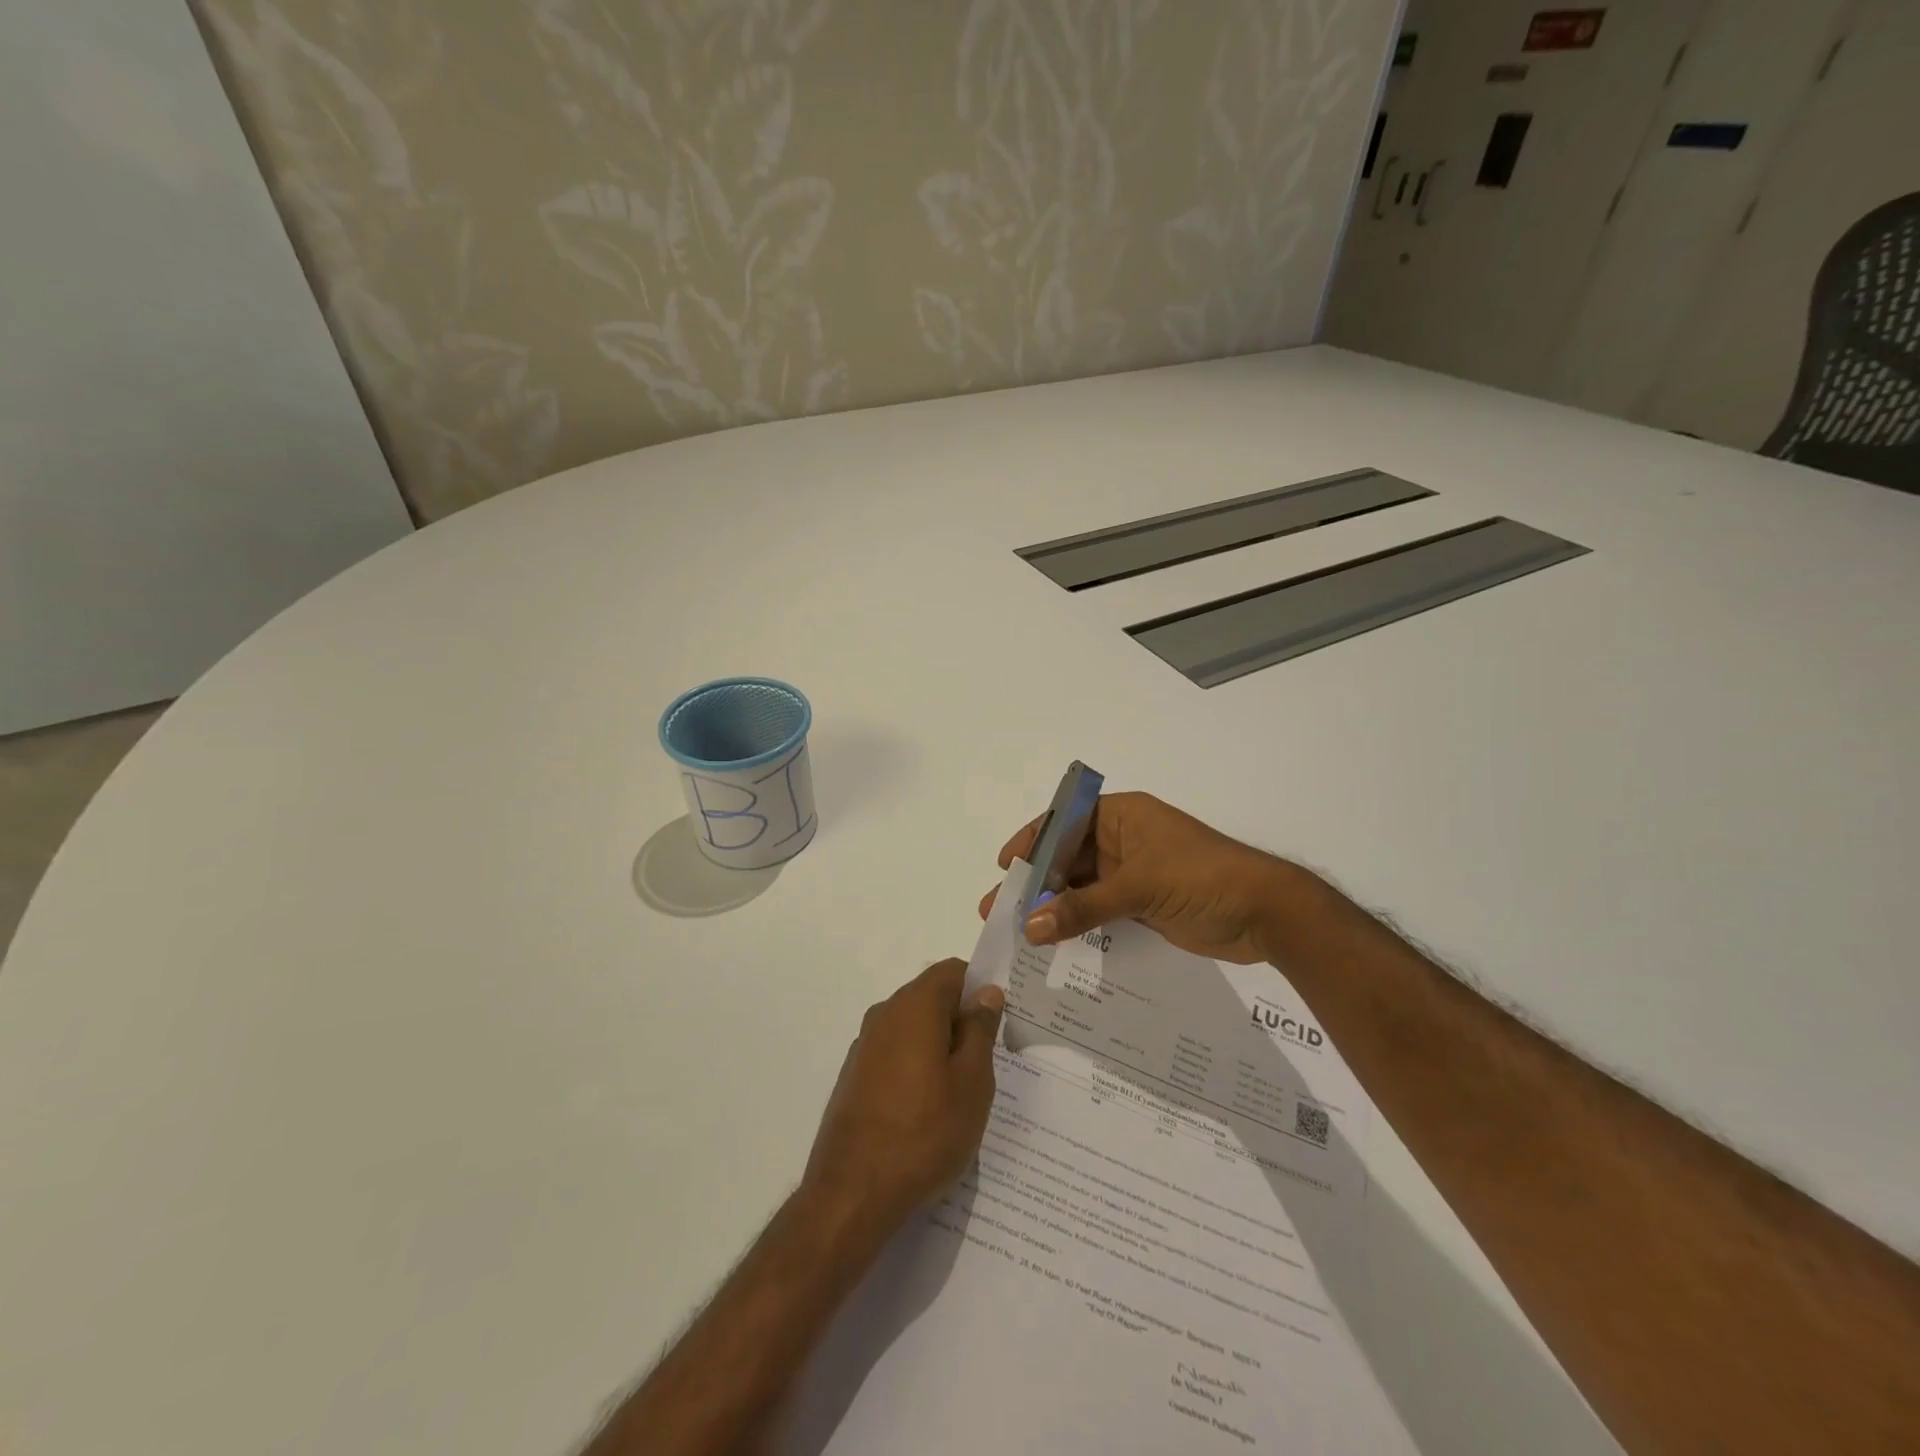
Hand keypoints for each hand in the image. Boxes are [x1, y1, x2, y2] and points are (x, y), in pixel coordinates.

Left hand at [802, 960, 1003, 1238]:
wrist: (852, 1194)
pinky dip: (916, 1067)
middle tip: (989, 1062)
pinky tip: (929, 1111)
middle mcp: (884, 1014)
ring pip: (913, 1029)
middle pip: (931, 998)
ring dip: (939, 1047)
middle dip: (961, 1020)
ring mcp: (864, 1046)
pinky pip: (894, 1055)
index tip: (1000, 1021)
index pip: (953, 971)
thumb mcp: (972, 1082)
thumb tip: (986, 993)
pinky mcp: (854, 1077)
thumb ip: (980, 1030)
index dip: (980, 987)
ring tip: (962, 1092)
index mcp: (914, 1006)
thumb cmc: (924, 1133)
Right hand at [979, 791, 1298, 963]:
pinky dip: (1078, 923)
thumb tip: (1029, 927)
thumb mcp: (1139, 887)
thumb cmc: (1202, 877)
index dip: (1032, 841)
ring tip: (1019, 931)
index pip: (1065, 821)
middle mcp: (1124, 839)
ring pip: (1082, 886)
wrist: (1267, 914)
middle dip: (1036, 881)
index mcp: (1122, 816)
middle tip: (998, 909)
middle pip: (1069, 857)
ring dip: (1054, 905)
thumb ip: (1082, 908)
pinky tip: (1053, 941)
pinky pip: (1101, 910)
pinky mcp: (1144, 903)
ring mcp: (1134, 873)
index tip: (1004, 866)